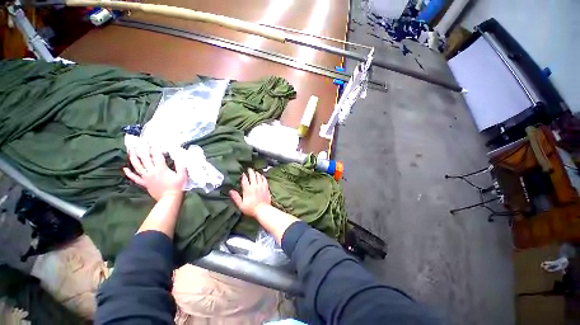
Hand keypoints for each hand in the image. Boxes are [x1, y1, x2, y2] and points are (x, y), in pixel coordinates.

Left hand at [123, 147, 187, 200]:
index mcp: (161, 169)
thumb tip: (179, 158)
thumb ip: (181, 166)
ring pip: (137, 166)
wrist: (169, 198)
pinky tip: (124, 168)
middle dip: (143, 150)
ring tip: (131, 151)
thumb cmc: (177, 186)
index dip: (155, 148)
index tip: (154, 142)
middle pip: (145, 159)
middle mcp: (151, 171)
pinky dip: (129, 173)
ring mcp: (146, 177)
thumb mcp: (182, 176)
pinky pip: (134, 178)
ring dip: (133, 158)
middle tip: (141, 143)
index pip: (157, 156)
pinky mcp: (144, 183)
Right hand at [229, 168, 271, 217]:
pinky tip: (262, 176)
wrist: (263, 210)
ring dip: (256, 173)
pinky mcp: (266, 188)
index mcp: (248, 189)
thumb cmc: (251, 209)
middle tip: (249, 169)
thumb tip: (230, 191)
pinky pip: (264, 180)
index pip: (245, 180)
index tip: (242, 173)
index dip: (243, 175)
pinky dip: (262, 176)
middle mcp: (255, 186)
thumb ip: (236, 197)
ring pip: (259, 176)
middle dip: (250, 171)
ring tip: (255, 171)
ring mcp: (261, 186)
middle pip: (252, 175)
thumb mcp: (241, 205)